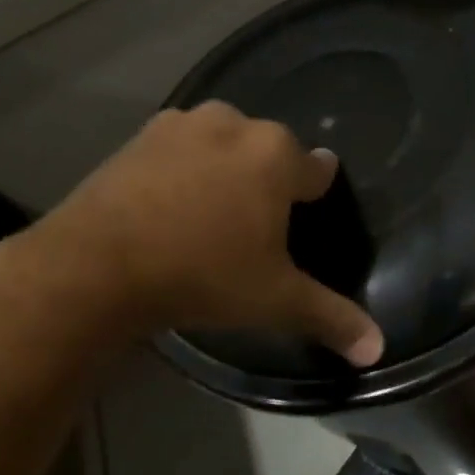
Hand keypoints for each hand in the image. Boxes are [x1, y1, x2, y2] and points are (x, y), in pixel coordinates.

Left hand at [19, 102, 384, 363]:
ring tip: (213, 214)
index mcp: (277, 156)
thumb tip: (377, 349)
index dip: (316, 194)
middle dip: (270, 180)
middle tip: (256, 227)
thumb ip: (332, 318)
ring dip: (227, 168)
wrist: (97, 266)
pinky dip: (184, 168)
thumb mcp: (275, 301)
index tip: (306, 214)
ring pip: (225, 143)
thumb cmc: (203, 275)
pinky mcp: (139, 136)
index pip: (318, 168)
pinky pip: (181, 148)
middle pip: (271, 150)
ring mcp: (182, 125)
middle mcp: (235, 125)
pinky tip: (172, 204)